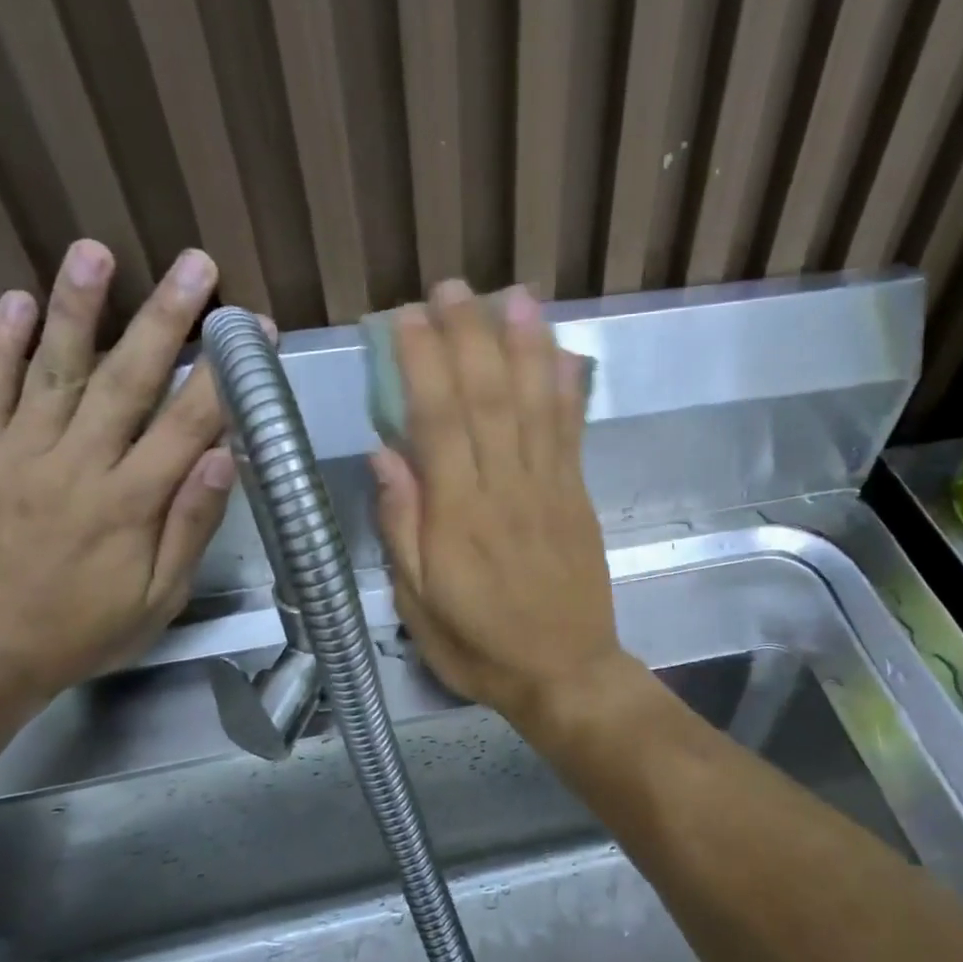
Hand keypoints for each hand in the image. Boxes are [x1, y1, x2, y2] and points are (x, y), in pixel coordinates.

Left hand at [0, 240, 269, 699]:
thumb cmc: (85, 630)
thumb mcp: (160, 596)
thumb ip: (192, 525)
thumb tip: (226, 458)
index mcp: (132, 502)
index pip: (190, 423)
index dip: (226, 373)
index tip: (253, 331)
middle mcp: (77, 465)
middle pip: (128, 379)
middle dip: (166, 317)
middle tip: (194, 264)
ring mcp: (14, 454)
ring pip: (54, 370)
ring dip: (78, 308)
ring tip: (94, 251)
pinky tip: (15, 301)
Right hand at [372, 280, 632, 731]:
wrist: (565, 673)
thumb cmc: (481, 646)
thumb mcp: (419, 605)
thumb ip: (403, 528)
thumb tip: (384, 455)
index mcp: (459, 517)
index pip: (438, 422)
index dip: (424, 364)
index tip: (408, 318)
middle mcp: (506, 490)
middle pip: (488, 399)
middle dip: (470, 337)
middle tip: (453, 287)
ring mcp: (550, 489)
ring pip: (535, 405)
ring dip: (524, 346)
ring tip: (514, 297)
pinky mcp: (578, 498)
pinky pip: (571, 435)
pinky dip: (567, 391)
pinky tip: (561, 353)